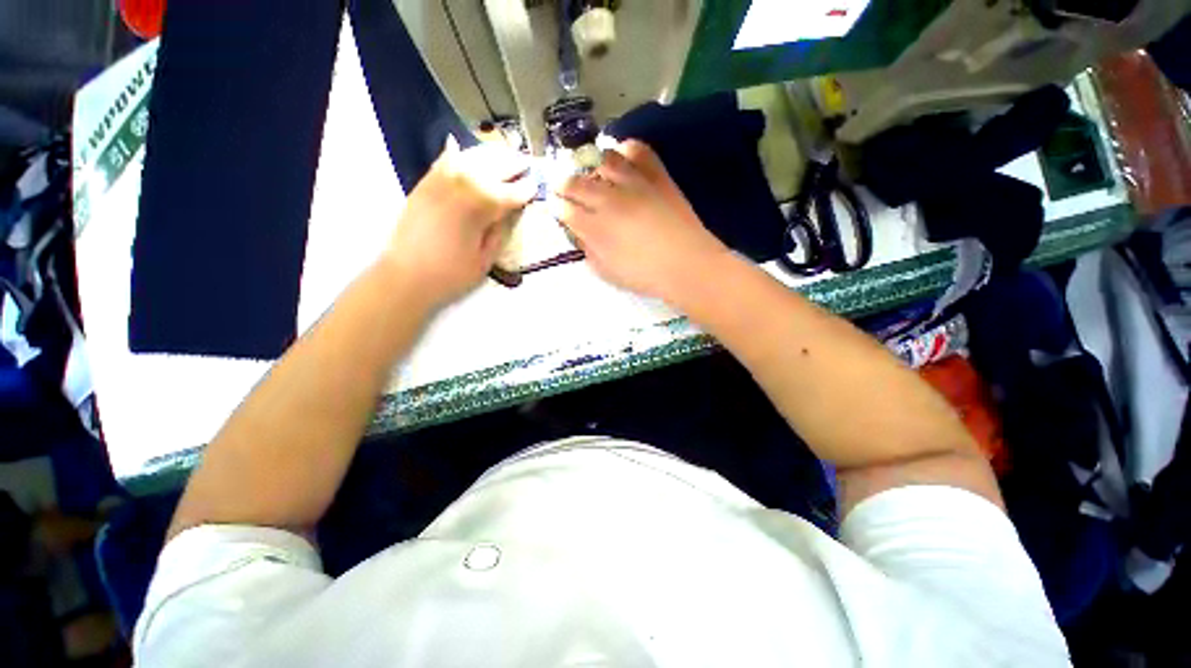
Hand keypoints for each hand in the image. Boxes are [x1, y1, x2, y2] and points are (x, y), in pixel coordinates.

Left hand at [384, 139, 536, 308]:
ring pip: (469, 158)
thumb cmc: (451, 274)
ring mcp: (439, 181)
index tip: (536, 184)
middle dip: (511, 164)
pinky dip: (457, 154)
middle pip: (492, 167)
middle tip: (525, 162)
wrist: (406, 275)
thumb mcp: (485, 259)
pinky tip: (464, 150)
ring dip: (489, 155)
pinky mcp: (424, 184)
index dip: (525, 189)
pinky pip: (444, 161)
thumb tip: (509, 212)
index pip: (509, 193)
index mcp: (479, 208)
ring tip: (504, 154)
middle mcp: (460, 185)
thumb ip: (500, 232)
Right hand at [553, 140, 728, 301]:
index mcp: (595, 227)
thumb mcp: (608, 273)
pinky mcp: (656, 176)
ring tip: (594, 173)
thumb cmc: (645, 276)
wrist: (686, 265)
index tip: (556, 206)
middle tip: (566, 187)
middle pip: (577, 182)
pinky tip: (622, 156)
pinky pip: (638, 151)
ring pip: (603, 160)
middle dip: (565, 183)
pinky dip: (626, 149)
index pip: (565, 209)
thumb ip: (589, 251)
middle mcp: (609, 200)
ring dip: (592, 165)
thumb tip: (581, 234)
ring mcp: (633, 184)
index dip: (557, 206)